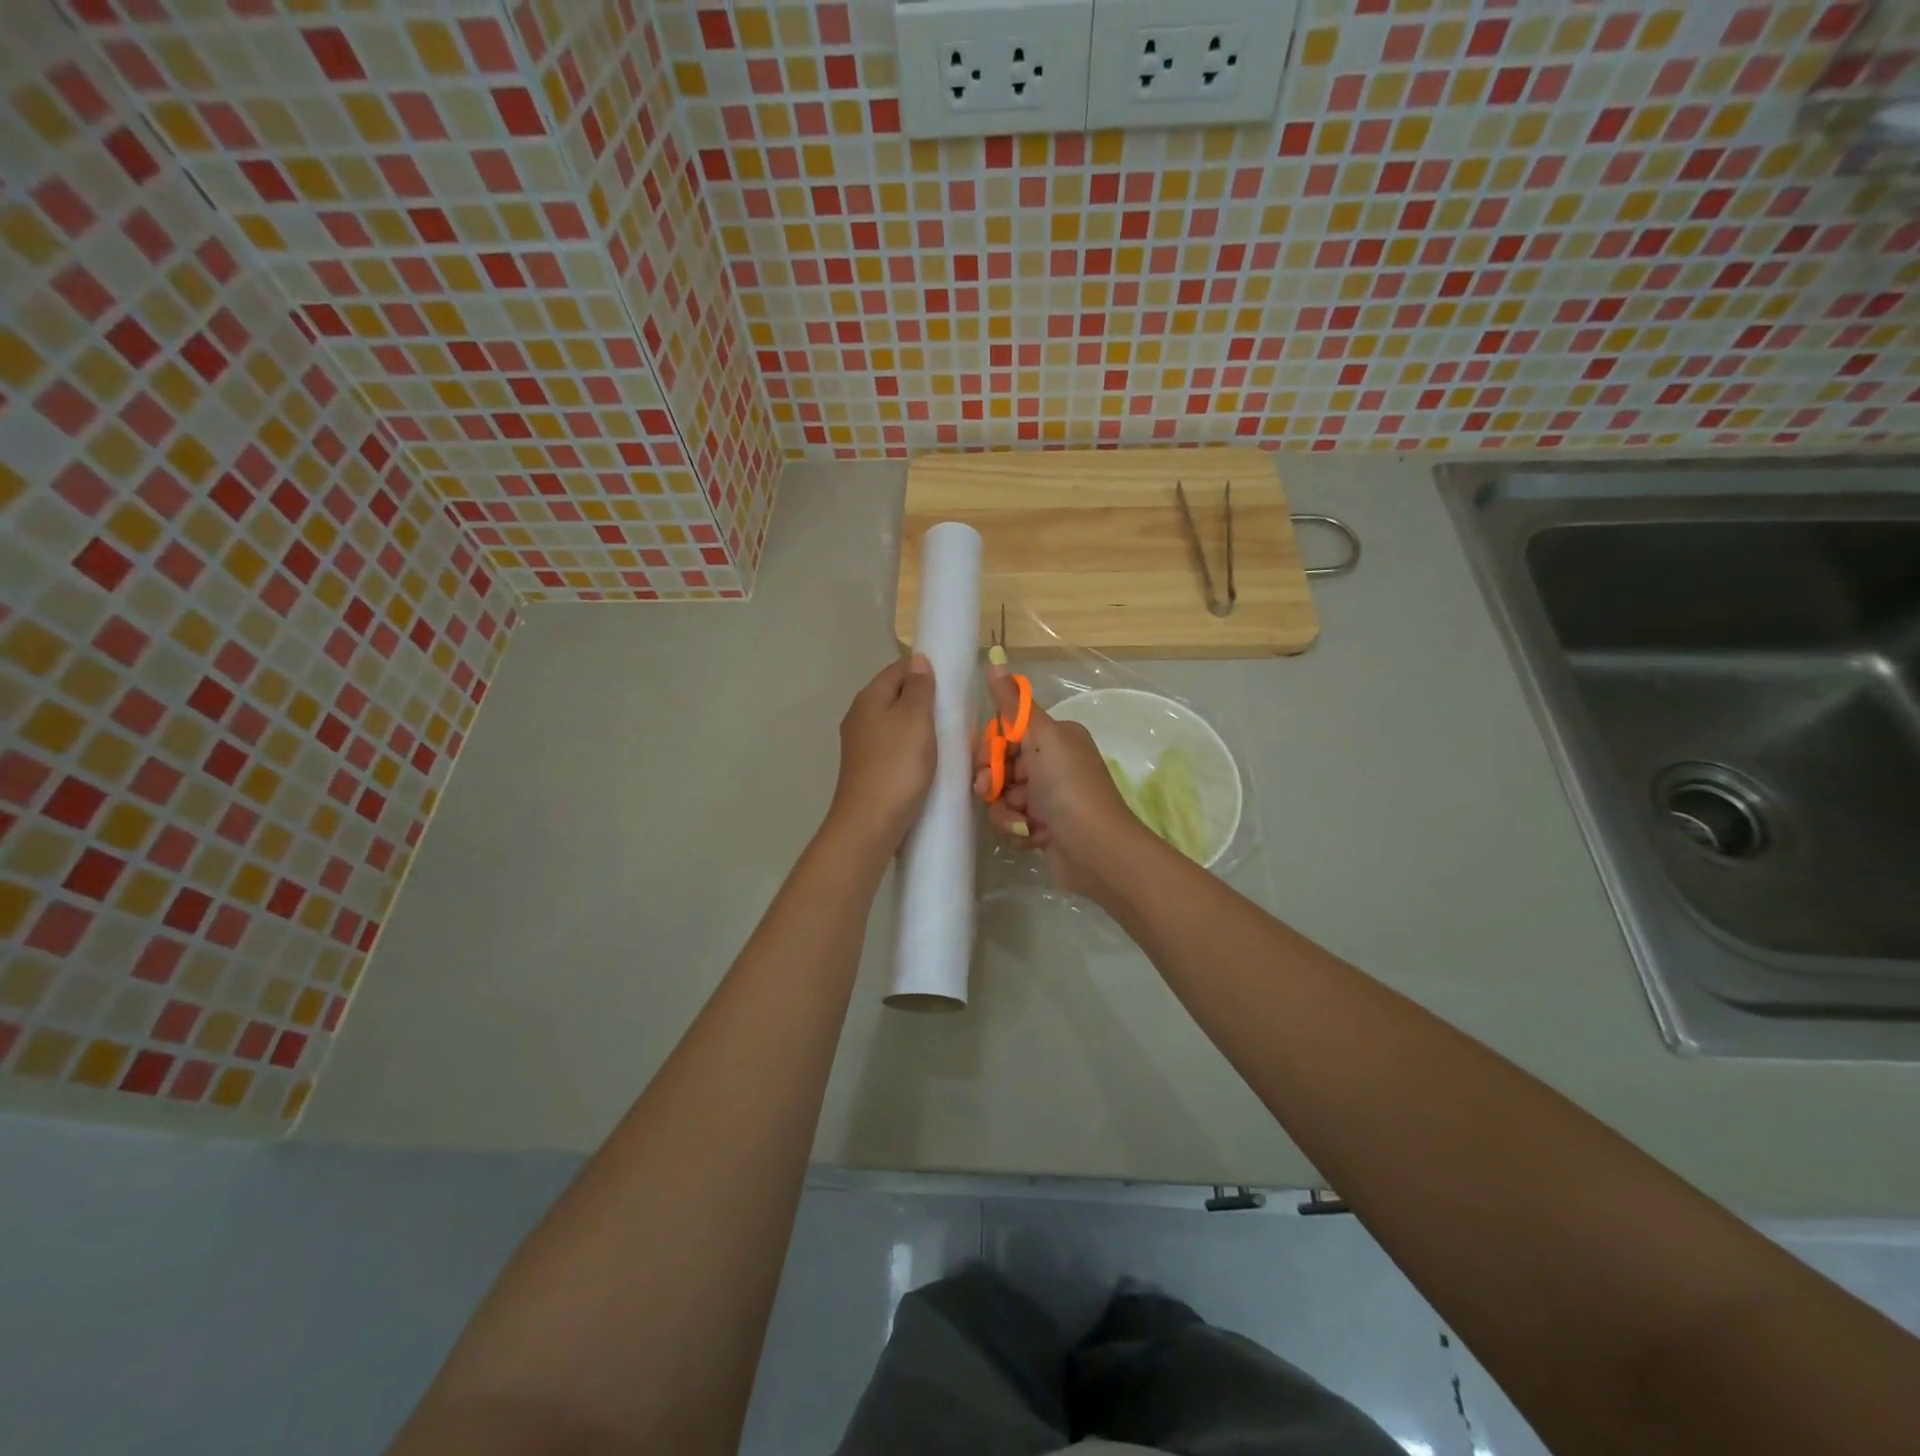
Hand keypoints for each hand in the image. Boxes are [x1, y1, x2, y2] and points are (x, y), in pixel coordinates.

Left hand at [825, 654, 936, 855]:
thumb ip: (918, 687)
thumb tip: (918, 660)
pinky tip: (931, 760)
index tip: (953, 681)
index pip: (899, 668)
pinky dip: (914, 748)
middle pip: (897, 696)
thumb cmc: (897, 765)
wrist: (870, 823)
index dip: (925, 669)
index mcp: (869, 698)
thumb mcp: (915, 719)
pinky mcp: (869, 768)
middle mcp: (860, 717)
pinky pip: (896, 747)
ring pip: (897, 723)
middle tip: (956, 712)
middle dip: (926, 700)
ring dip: (922, 727)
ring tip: (950, 737)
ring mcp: (863, 745)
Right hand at [972, 664, 1148, 897]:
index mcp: (1056, 737)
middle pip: (1001, 765)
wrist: (1097, 850)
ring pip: (1003, 796)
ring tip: (1020, 822)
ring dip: (1004, 811)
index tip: (986, 761)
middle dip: (993, 781)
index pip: (1008, 732)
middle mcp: (1053, 763)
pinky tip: (1031, 836)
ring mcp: (1048, 797)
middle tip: (992, 792)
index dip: (991, 748)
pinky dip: (1017, 829)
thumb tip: (994, 660)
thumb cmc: (1069, 787)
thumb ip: (1014, 704)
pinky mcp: (1043, 827)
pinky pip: (1012, 821)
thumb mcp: (1042, 738)